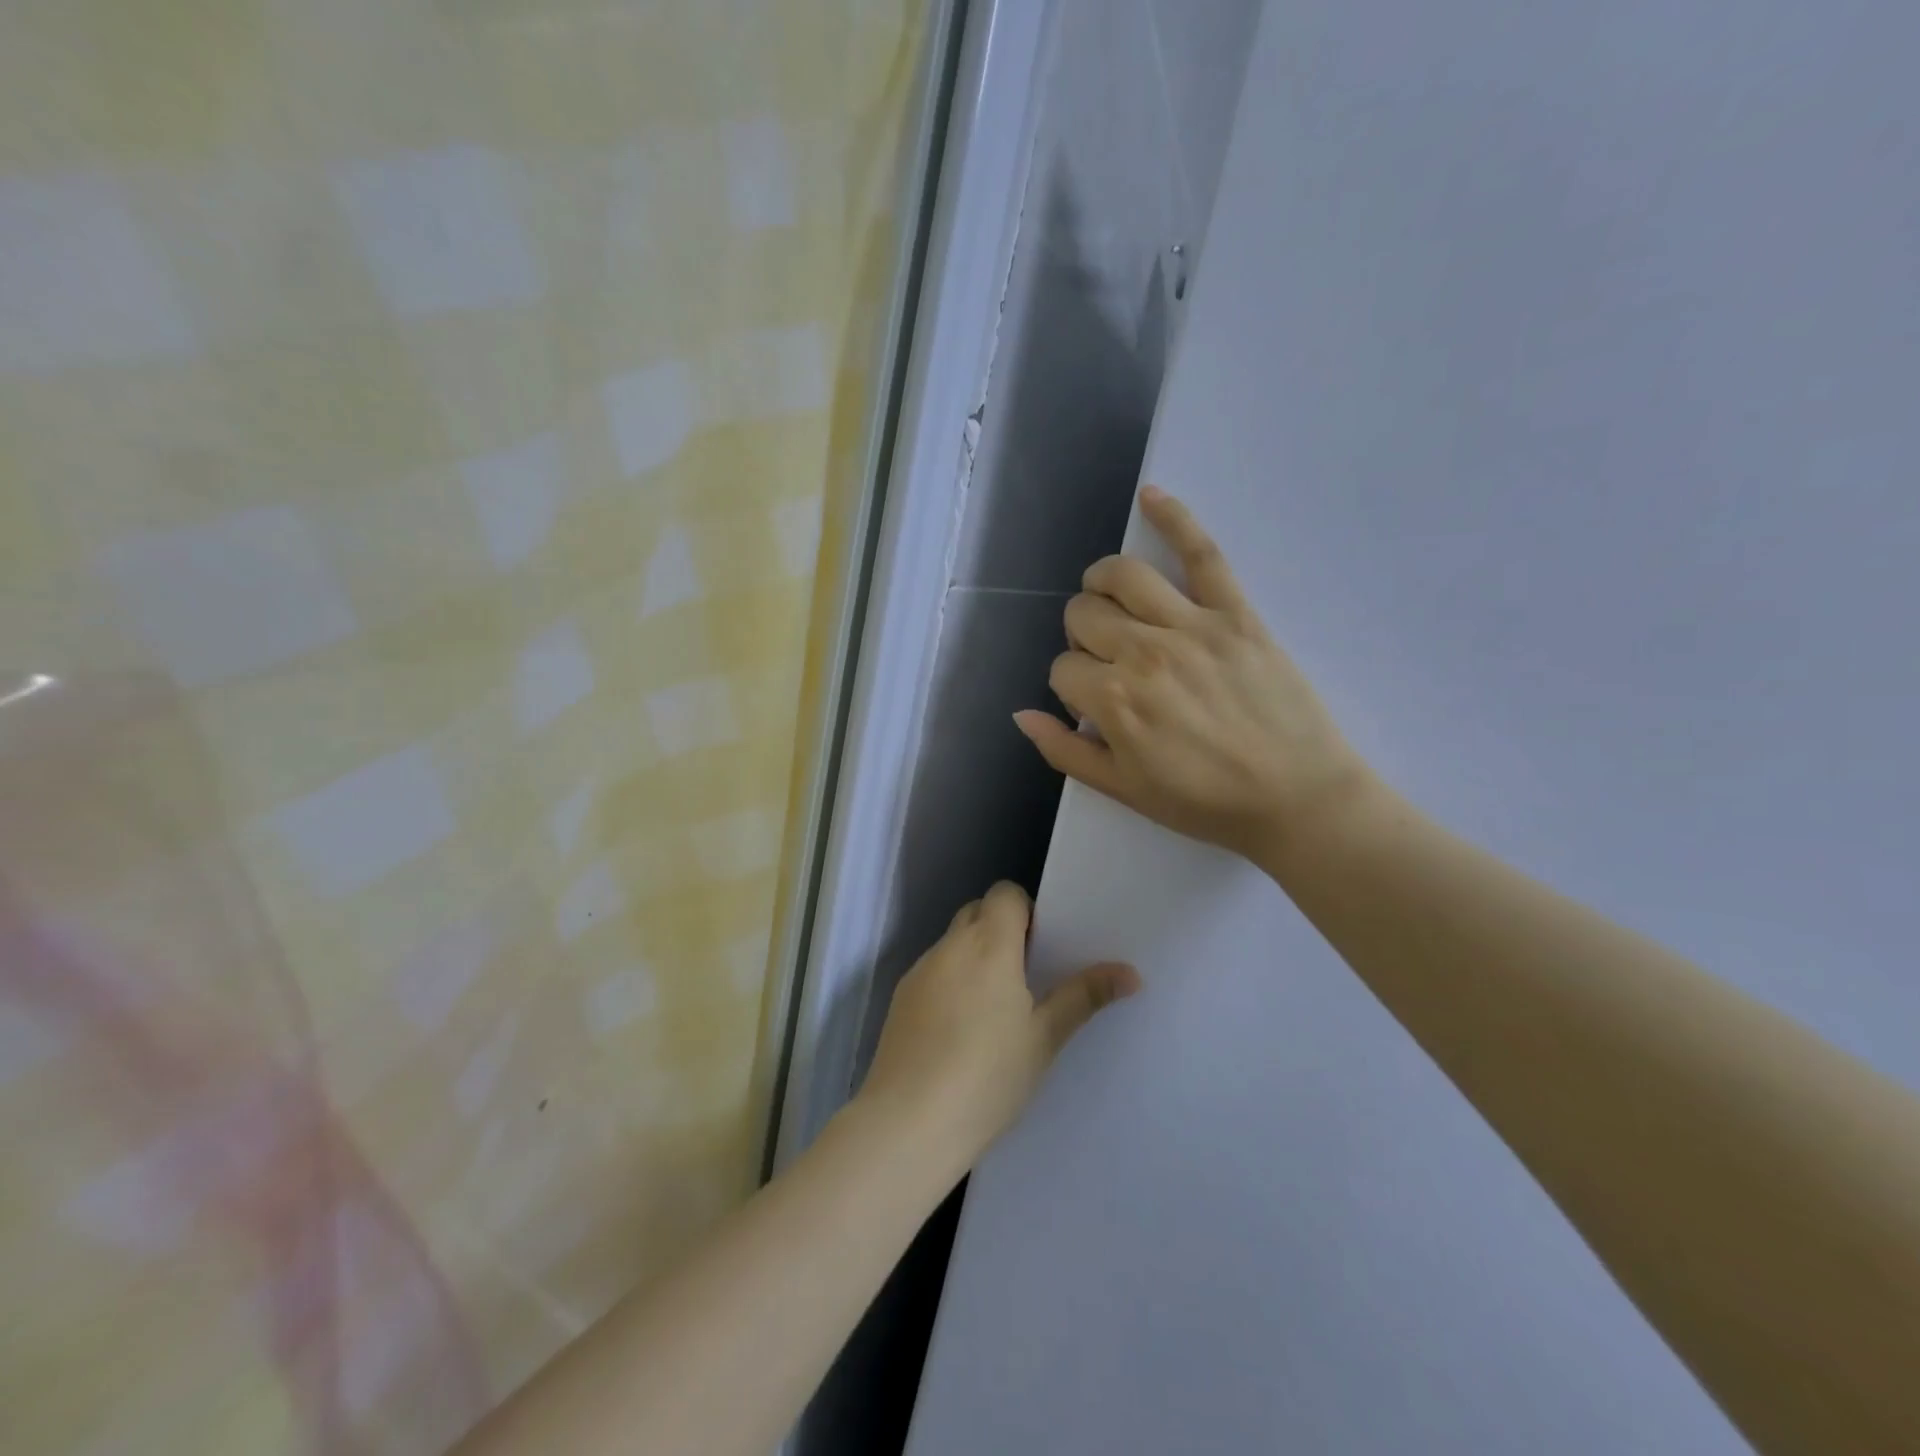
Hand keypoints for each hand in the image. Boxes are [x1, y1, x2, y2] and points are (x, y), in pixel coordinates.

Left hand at [859, 882, 1139, 1171]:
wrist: (908, 1122)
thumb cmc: (987, 1077)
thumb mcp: (1044, 1038)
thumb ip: (1083, 997)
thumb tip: (1131, 972)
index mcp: (988, 945)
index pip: (1005, 893)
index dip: (1025, 910)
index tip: (1041, 948)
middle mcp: (950, 946)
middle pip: (977, 912)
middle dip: (1001, 930)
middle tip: (1025, 976)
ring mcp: (920, 971)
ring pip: (952, 942)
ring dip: (974, 956)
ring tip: (993, 1009)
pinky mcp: (901, 997)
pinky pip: (933, 971)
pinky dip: (950, 981)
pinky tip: (959, 1031)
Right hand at [1014, 486, 1374, 862]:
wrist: (1298, 800)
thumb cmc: (1206, 803)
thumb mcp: (1124, 791)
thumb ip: (1065, 752)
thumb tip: (1020, 714)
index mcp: (1114, 701)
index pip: (1062, 668)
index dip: (1071, 686)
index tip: (1095, 706)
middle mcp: (1144, 654)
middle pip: (1083, 615)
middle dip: (1082, 637)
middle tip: (1109, 663)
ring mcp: (1191, 627)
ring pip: (1123, 575)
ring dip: (1102, 582)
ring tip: (1110, 598)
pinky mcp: (1235, 613)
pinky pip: (1202, 554)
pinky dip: (1174, 518)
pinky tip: (1151, 496)